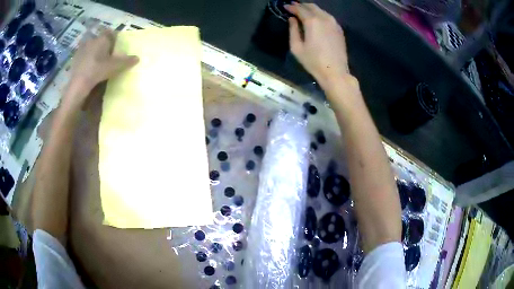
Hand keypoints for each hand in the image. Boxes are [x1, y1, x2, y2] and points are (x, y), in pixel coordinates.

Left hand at [67, 30, 138, 107]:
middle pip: (100, 39)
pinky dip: (86, 59)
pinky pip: (83, 55)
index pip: (111, 33)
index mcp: (103, 38)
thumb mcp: (114, 67)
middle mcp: (92, 39)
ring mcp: (82, 48)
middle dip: (104, 45)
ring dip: (94, 52)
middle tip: (107, 56)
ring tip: (97, 63)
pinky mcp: (75, 58)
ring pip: (91, 47)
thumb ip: (126, 61)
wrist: (77, 84)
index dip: (114, 39)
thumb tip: (138, 58)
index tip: (116, 47)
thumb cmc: (97, 70)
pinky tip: (88, 68)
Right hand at [285, 3, 349, 88]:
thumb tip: (292, 19)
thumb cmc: (313, 62)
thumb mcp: (297, 47)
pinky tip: (316, 19)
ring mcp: (334, 23)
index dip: (291, 7)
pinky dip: (320, 15)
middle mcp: (324, 18)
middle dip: (301, 5)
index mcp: (312, 21)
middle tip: (293, 7)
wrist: (336, 72)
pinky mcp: (339, 29)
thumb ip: (293, 30)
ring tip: (303, 12)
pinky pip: (328, 16)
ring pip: (321, 10)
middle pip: (311, 6)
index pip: (300, 9)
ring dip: (311, 9)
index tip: (285, 6)